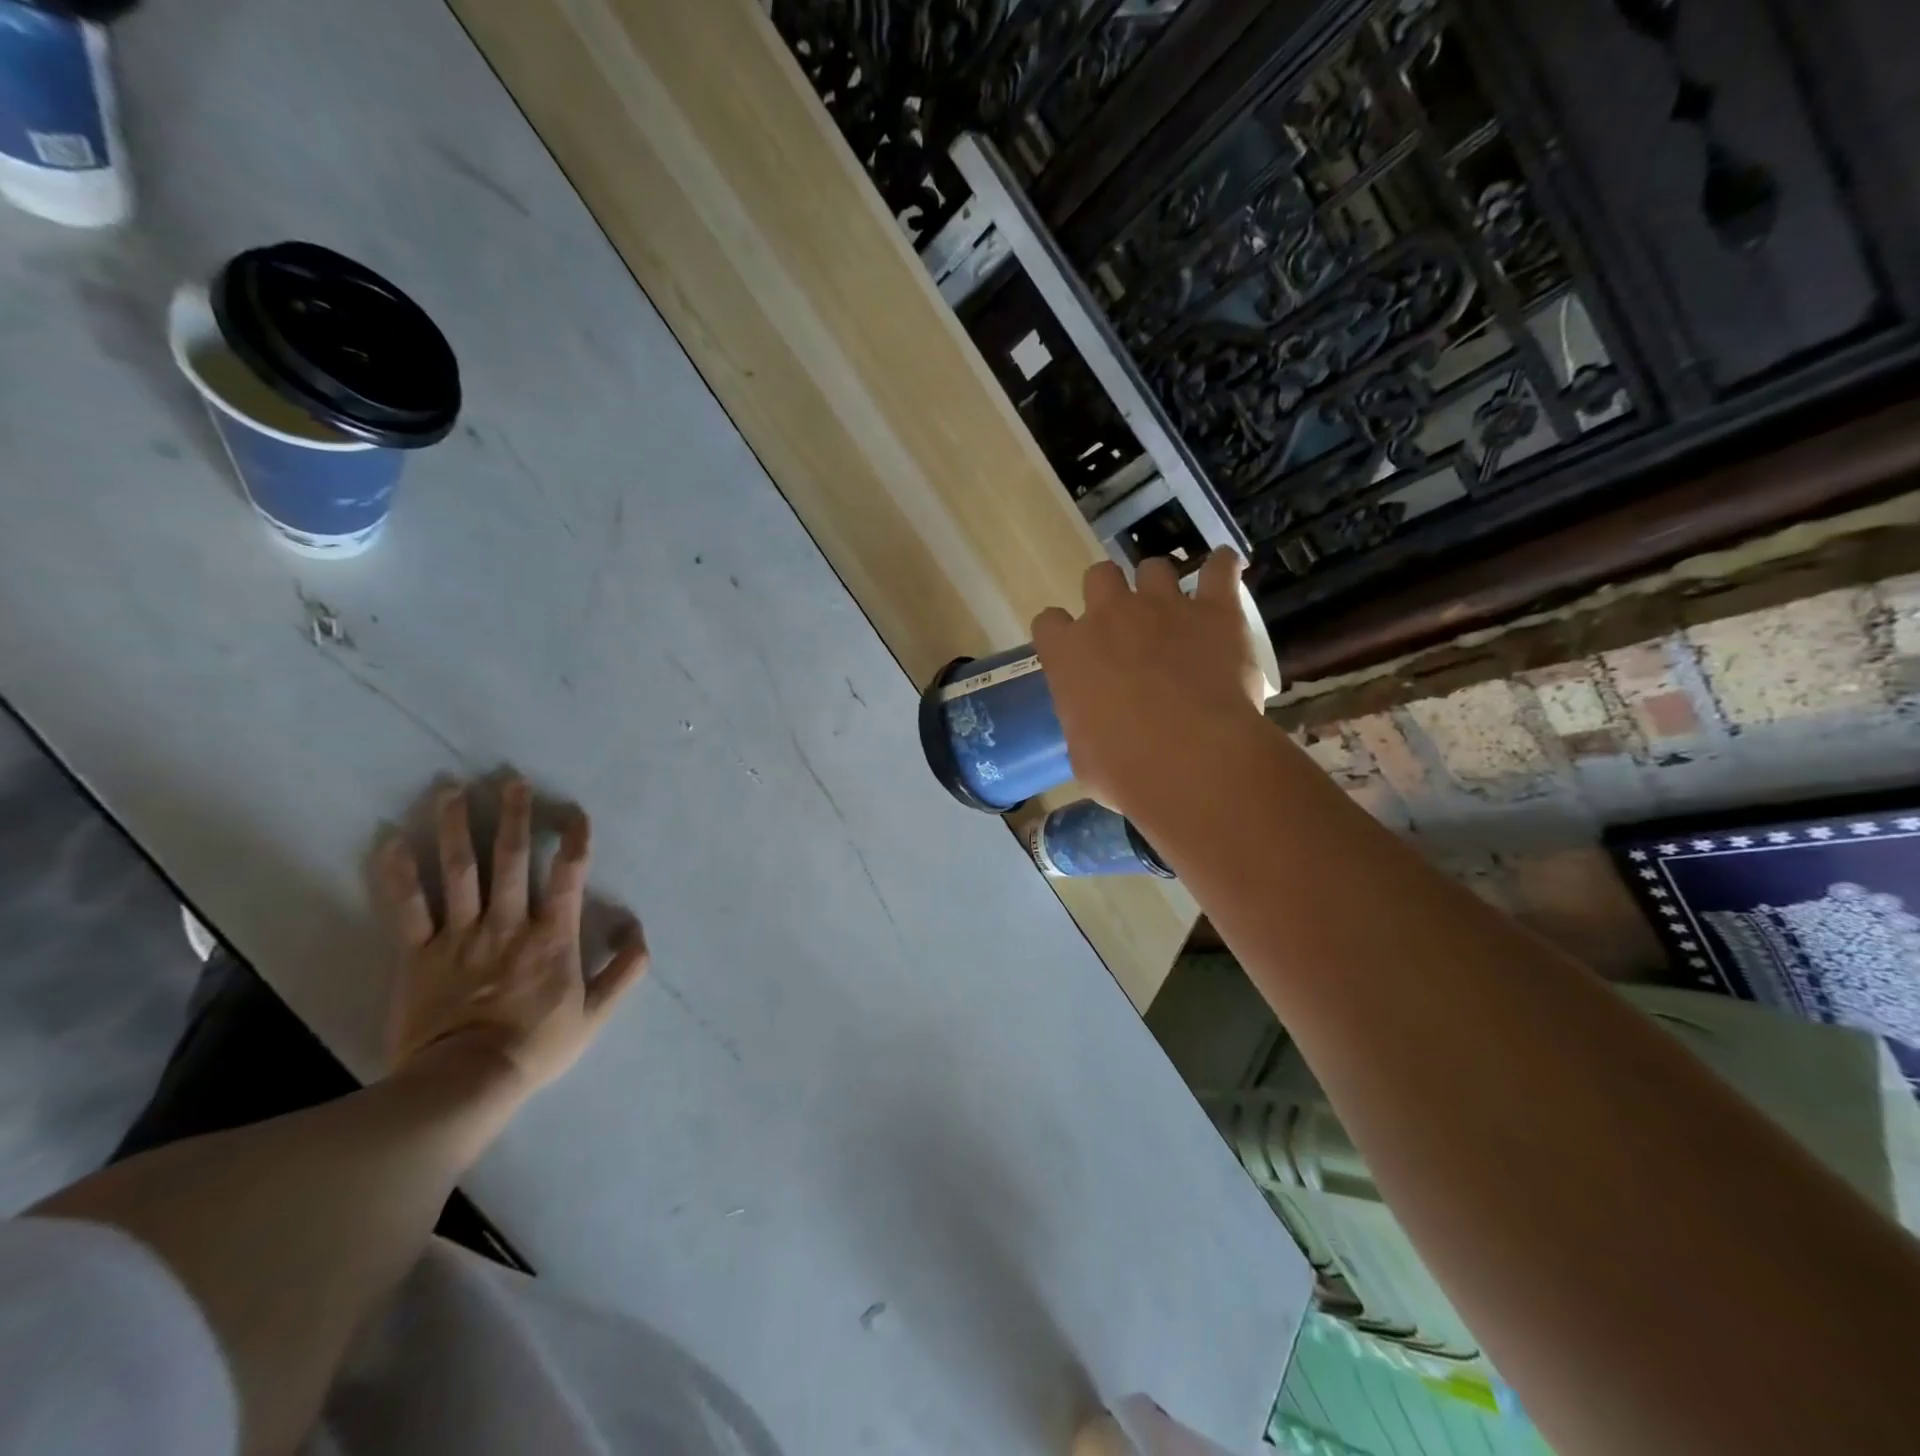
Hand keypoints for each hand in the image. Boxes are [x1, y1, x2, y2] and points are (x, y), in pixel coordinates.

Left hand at [374, 778, 647, 1099]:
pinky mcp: (418, 954)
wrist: (465, 1082)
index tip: (575, 814)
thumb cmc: (535, 1046)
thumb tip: (638, 930)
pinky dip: (396, 874)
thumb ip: (623, 970)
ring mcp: (459, 935)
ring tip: (450, 789)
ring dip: (454, 827)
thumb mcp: (595, 1014)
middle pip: (509, 860)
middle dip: (512, 816)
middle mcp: (507, 923)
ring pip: (458, 871)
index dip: (574, 841)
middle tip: (510, 780)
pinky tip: (388, 841)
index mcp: (551, 936)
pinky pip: (406, 908)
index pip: (568, 876)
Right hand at [1031, 550, 1268, 816]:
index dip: (1062, 634)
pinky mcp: (1215, 610)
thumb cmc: (1123, 770)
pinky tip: (1223, 574)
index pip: (1049, 622)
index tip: (1074, 651)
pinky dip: (1221, 568)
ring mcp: (1163, 606)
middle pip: (1098, 577)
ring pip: (1153, 567)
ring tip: (1174, 611)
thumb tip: (1096, 732)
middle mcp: (1109, 616)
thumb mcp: (1084, 757)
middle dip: (1108, 595)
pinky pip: (1220, 568)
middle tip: (1124, 626)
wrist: (1191, 761)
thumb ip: (1085, 727)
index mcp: (1068, 653)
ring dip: (1158, 585)